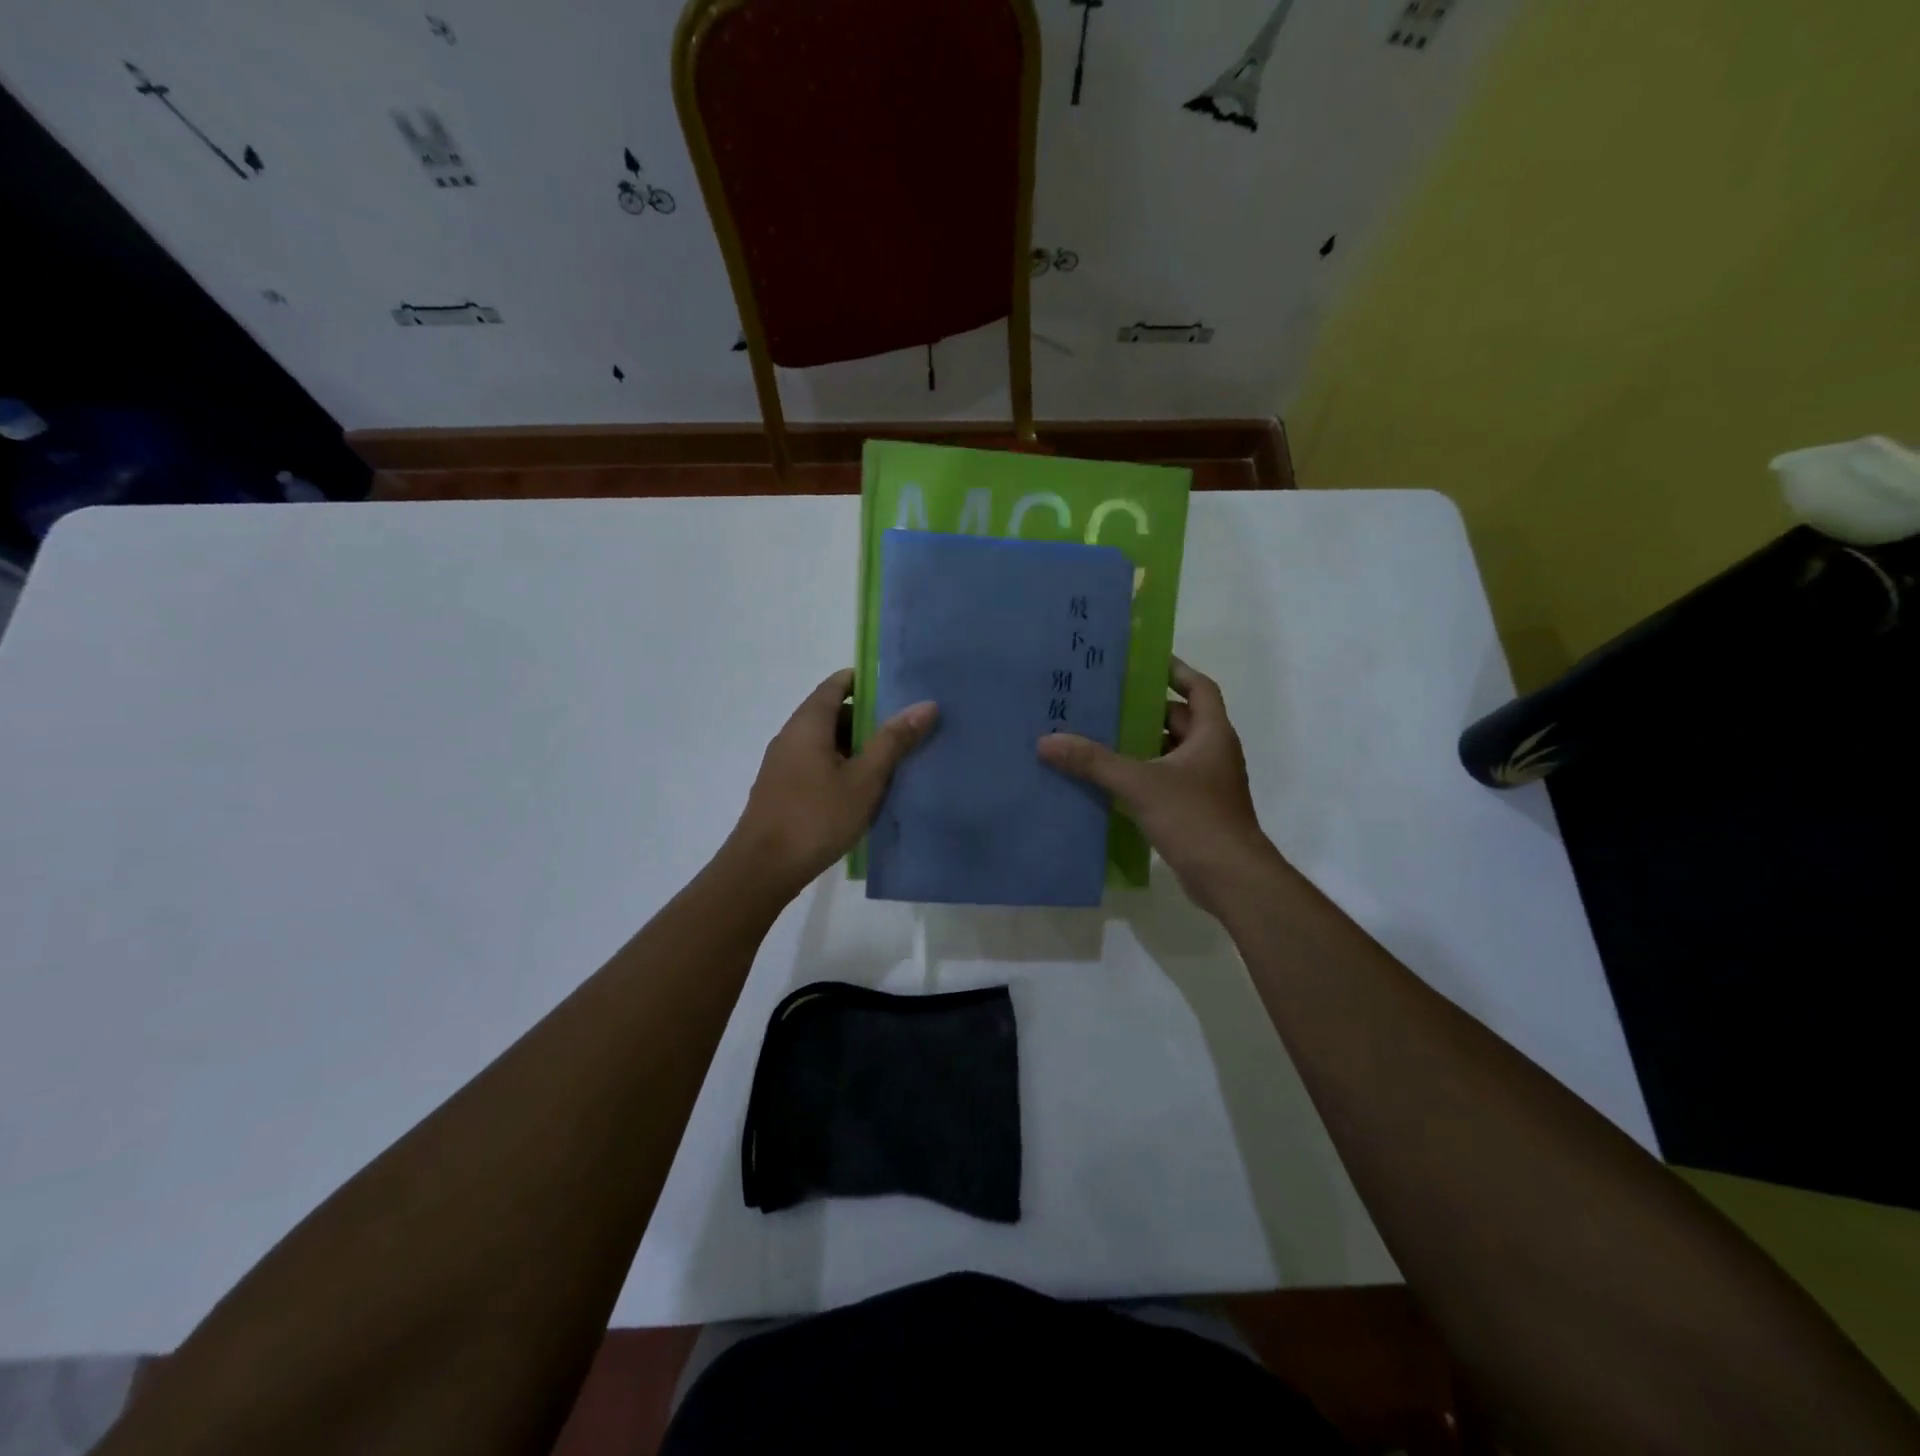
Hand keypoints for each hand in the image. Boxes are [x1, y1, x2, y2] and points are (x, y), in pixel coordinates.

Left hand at [726, 669, 937, 899]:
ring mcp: (783, 764)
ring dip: (855, 746)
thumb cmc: (817, 817)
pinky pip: (816, 764)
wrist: (763, 869)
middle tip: (904, 729)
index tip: (897, 688)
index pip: (836, 684)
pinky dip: (840, 766)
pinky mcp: (782, 789)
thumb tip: (925, 705)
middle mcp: (791, 736)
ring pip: (824, 742)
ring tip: (891, 761)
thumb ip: (894, 741)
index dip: (865, 681)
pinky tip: (862, 790)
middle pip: (831, 712)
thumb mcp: (865, 779)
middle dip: (867, 717)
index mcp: (808, 724)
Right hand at [1038, 658, 1278, 916]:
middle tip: (1105, 701)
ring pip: (1169, 753)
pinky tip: (1108, 781)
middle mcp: (1212, 753)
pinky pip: (1164, 781)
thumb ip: (1095, 762)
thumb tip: (1047, 741)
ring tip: (1097, 737)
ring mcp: (1205, 784)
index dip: (1176, 671)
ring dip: (1139, 745)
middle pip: (1178, 720)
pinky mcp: (1195, 810)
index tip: (1143, 662)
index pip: (1198, 688)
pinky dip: (1141, 776)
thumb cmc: (1196, 819)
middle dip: (1144, 710)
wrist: (1232, 879)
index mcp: (1212, 734)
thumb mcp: (1141, 785)